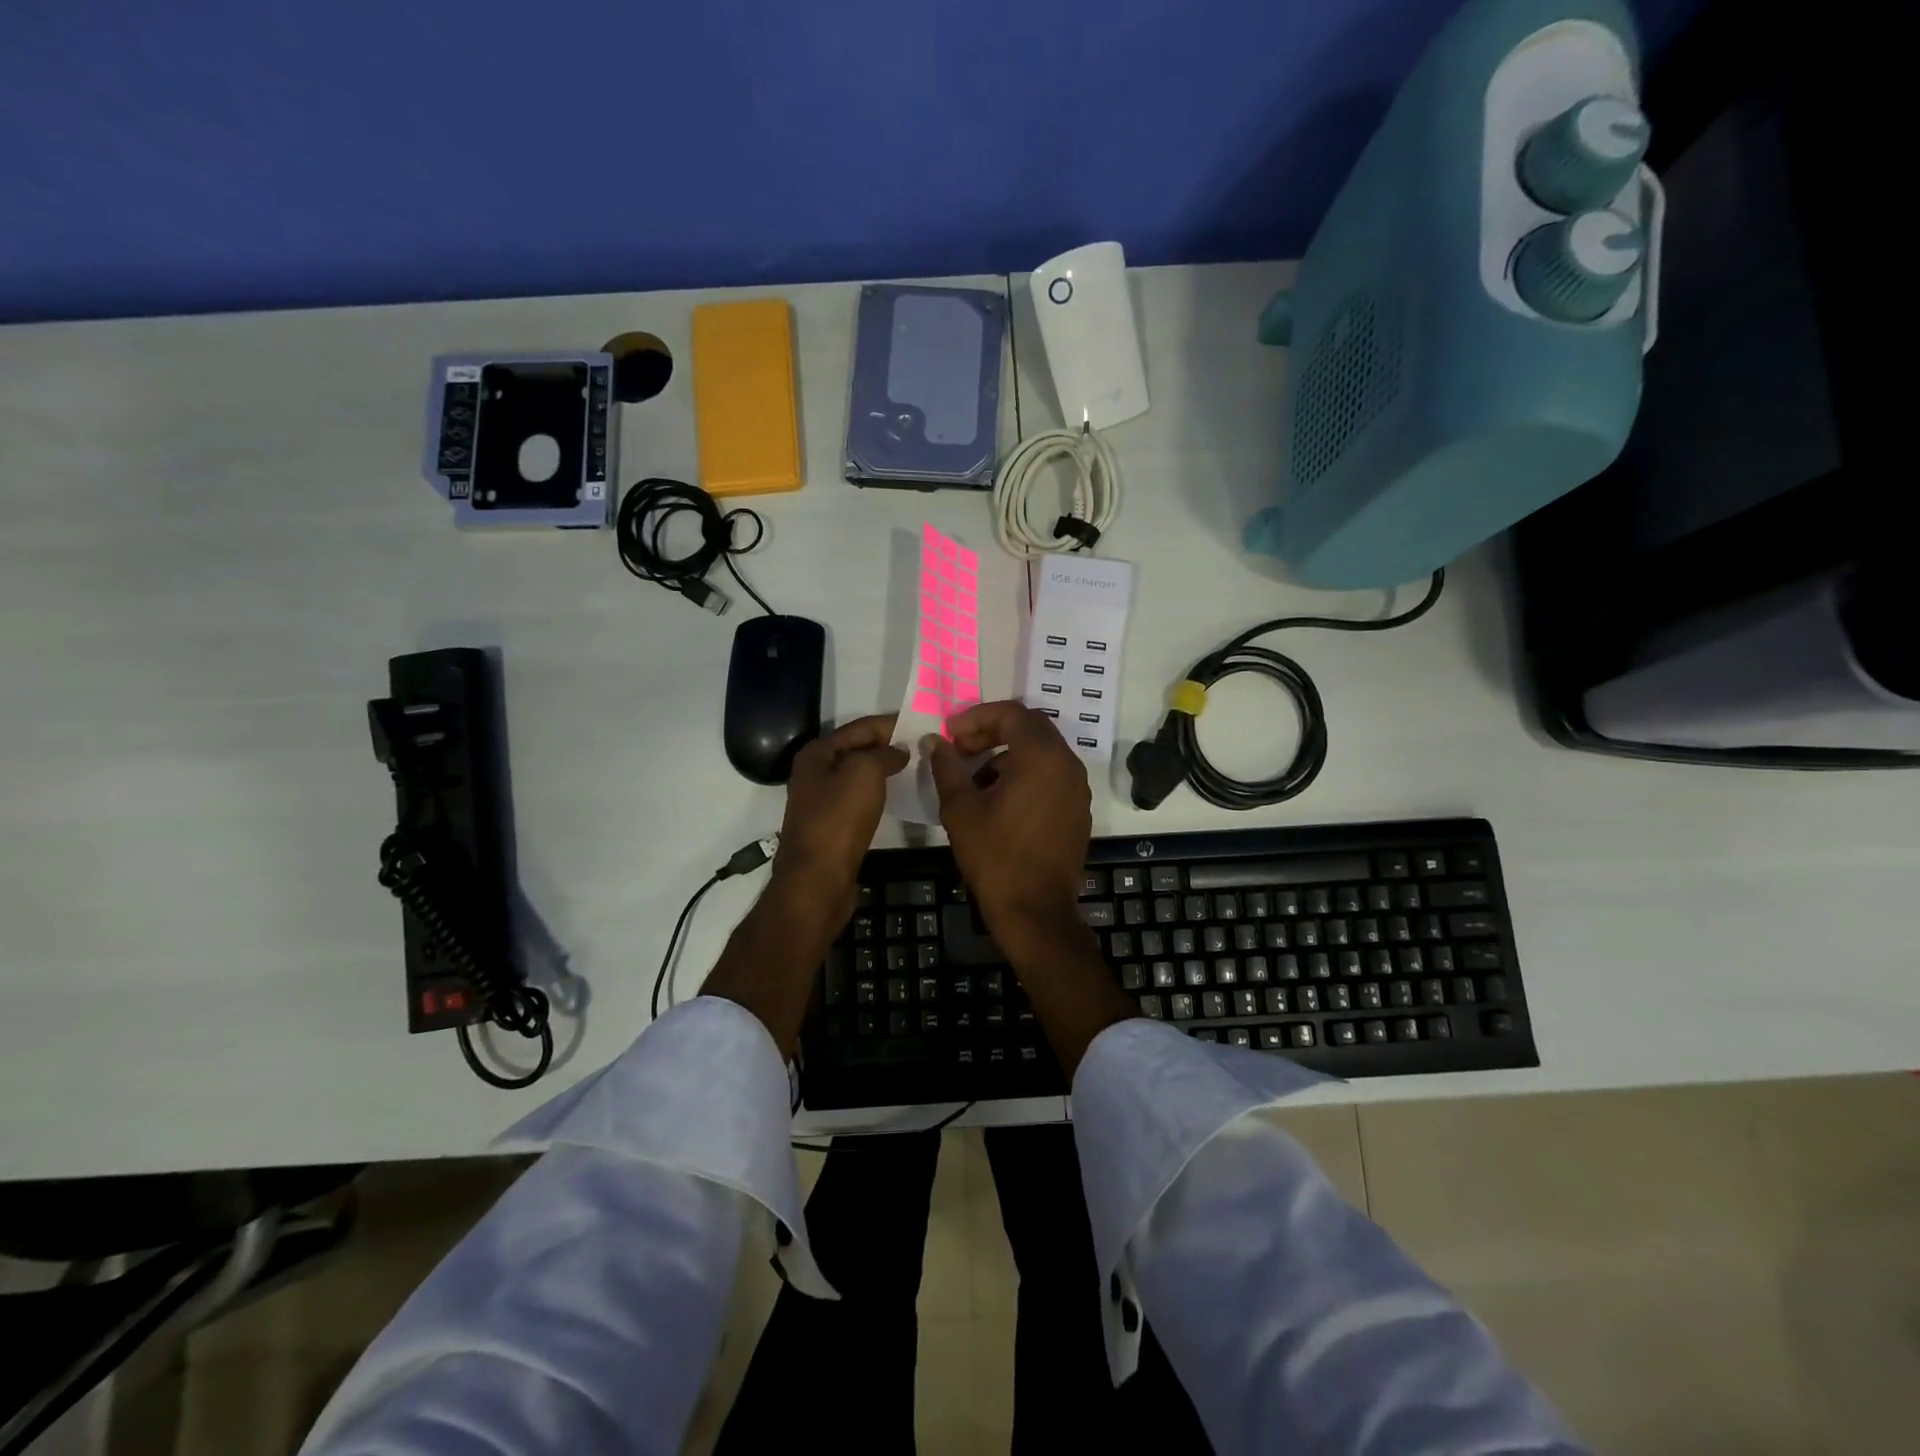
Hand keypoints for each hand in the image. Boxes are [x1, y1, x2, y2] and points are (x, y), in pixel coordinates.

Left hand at [772, 714, 907, 919]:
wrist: (818, 878)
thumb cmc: (839, 819)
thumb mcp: (864, 772)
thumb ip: (884, 753)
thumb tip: (899, 751)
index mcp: (817, 753)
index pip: (861, 727)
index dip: (892, 723)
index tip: (924, 723)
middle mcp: (815, 772)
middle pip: (858, 749)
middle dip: (890, 745)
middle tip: (925, 745)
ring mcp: (822, 800)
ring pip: (860, 774)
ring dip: (886, 769)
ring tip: (918, 767)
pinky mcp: (832, 824)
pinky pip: (860, 797)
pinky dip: (880, 792)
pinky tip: (900, 794)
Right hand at [927, 700, 1090, 948]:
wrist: (1035, 911)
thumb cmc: (995, 856)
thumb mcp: (961, 809)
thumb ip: (947, 767)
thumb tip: (935, 741)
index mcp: (1042, 757)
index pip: (1011, 714)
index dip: (976, 717)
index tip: (950, 734)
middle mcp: (1068, 765)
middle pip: (1030, 728)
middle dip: (991, 732)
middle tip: (960, 750)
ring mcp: (1077, 789)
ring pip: (1041, 753)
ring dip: (1007, 754)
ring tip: (974, 779)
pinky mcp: (1078, 811)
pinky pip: (1051, 776)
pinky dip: (1025, 775)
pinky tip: (998, 801)